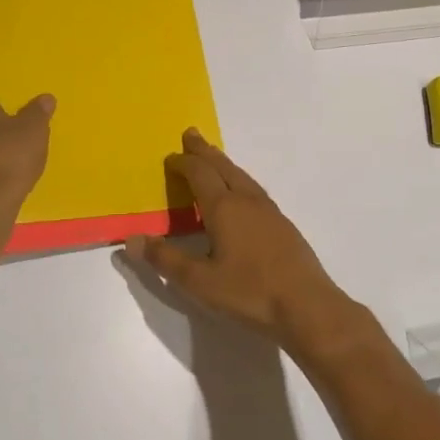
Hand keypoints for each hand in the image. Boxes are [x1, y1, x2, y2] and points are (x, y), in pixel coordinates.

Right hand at [123, 130, 367, 364]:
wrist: (308, 305)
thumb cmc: (250, 293)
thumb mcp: (200, 282)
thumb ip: (165, 260)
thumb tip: (131, 240)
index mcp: (224, 207)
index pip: (199, 174)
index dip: (183, 163)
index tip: (170, 156)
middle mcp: (246, 200)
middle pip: (222, 166)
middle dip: (204, 150)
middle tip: (191, 134)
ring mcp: (268, 210)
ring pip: (241, 175)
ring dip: (223, 163)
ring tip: (213, 158)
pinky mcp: (282, 224)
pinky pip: (253, 189)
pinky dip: (239, 179)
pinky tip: (242, 193)